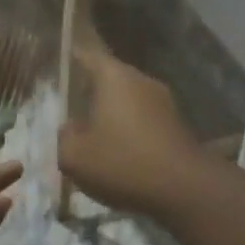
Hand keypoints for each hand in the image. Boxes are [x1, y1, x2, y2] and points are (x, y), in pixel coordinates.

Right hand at [58, 47, 204, 215]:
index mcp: (114, 78)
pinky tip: (120, 151)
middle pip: (111, 77)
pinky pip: (144, 118)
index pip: (88, 56)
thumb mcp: (74, 157)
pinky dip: (130, 128)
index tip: (61, 61)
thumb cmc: (122, 163)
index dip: (73, 57)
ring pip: (129, 99)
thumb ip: (64, 137)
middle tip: (72, 103)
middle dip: (91, 89)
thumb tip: (70, 127)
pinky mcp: (176, 124)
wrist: (183, 188)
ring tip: (93, 132)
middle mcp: (141, 81)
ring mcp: (164, 102)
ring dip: (112, 111)